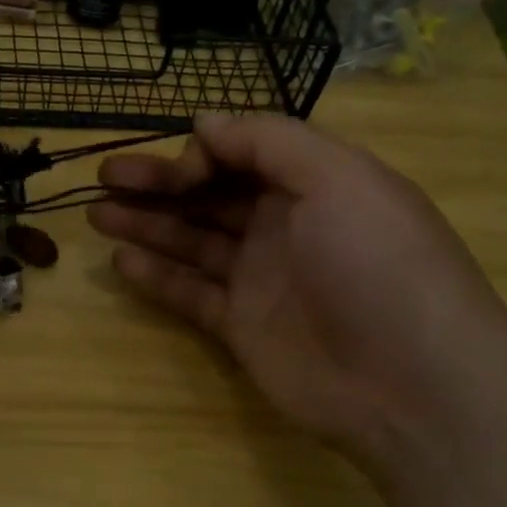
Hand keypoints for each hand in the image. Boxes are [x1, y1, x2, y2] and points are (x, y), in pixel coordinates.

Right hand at [88, 113, 506, 477]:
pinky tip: (121, 262)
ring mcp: (262, 279)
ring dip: (146, 225)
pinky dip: (156, 278)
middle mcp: (286, 226)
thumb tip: (205, 122)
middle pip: (210, 195)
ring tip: (96, 214)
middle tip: (104, 176)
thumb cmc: (377, 265)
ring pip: (192, 242)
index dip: (201, 154)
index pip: (244, 154)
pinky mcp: (242, 327)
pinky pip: (190, 294)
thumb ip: (269, 141)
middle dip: (157, 183)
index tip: (173, 169)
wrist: (410, 384)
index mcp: (315, 184)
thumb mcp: (338, 178)